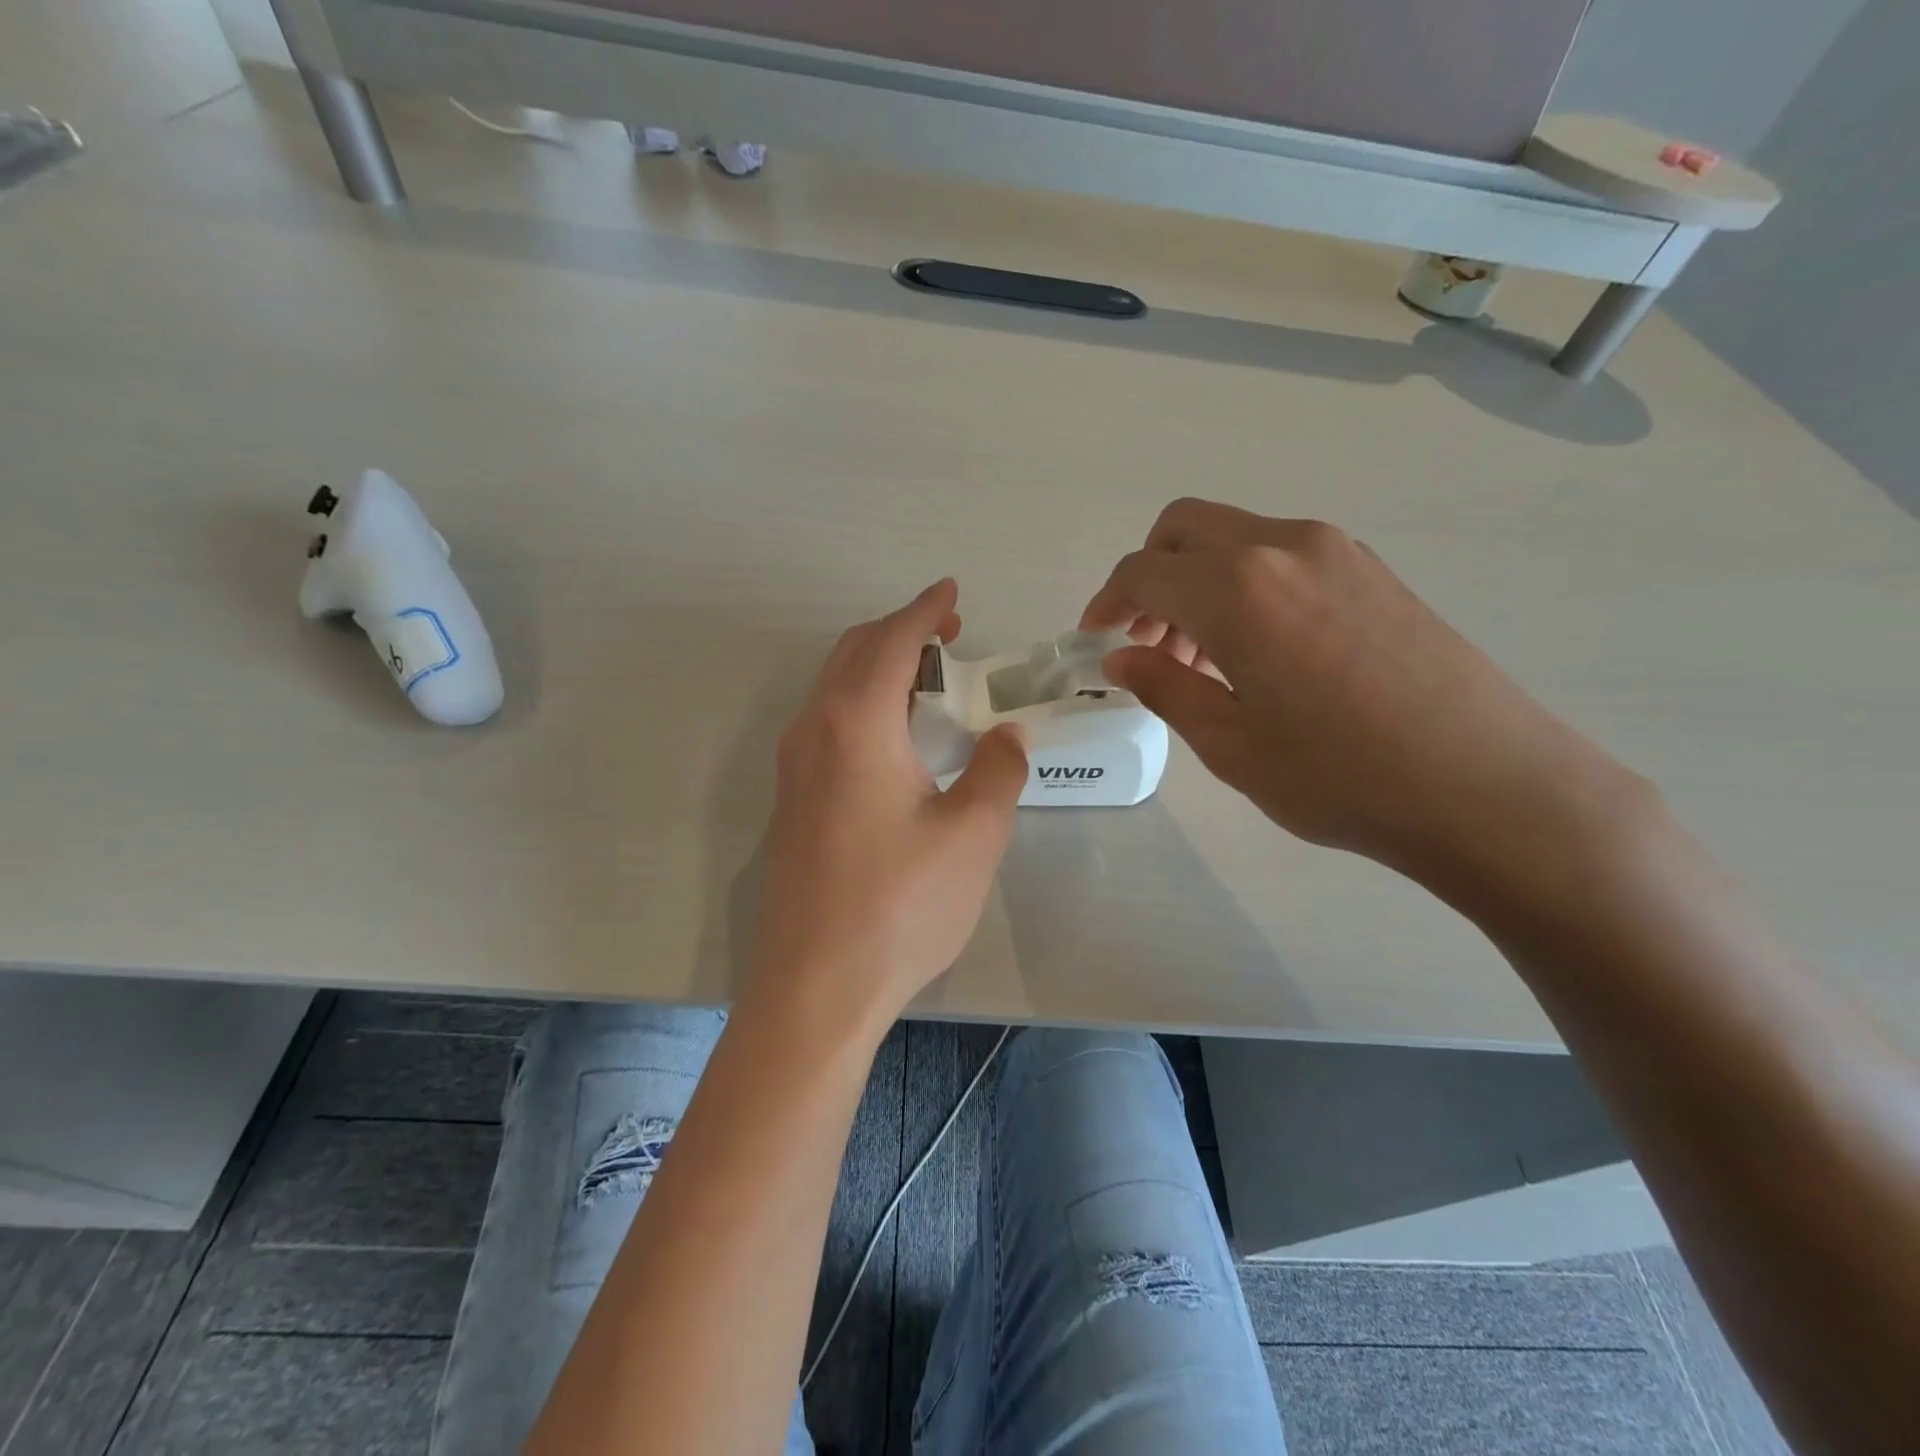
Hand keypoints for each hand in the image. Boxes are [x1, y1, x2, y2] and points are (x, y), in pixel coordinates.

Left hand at [751, 580, 1027, 1032]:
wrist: (816, 985)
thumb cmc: (900, 905)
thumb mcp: (973, 835)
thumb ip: (997, 770)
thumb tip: (1004, 735)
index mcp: (856, 723)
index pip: (893, 642)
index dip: (926, 610)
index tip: (952, 591)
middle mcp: (814, 731)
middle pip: (854, 653)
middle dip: (901, 631)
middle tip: (947, 632)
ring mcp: (794, 767)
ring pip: (834, 687)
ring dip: (878, 665)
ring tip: (927, 676)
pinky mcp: (791, 800)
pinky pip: (826, 722)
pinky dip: (861, 701)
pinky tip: (893, 733)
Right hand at [1081, 499, 1650, 890]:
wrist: (1491, 788)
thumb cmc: (1342, 777)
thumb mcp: (1230, 744)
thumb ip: (1165, 688)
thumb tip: (1120, 659)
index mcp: (1237, 589)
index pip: (1144, 571)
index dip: (1107, 602)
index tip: (1095, 640)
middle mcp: (1284, 548)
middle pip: (1186, 529)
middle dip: (1149, 576)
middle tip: (1146, 641)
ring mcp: (1337, 552)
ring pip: (1235, 539)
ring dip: (1197, 582)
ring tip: (1200, 657)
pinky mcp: (1373, 571)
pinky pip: (1282, 556)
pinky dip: (1245, 585)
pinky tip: (1258, 651)